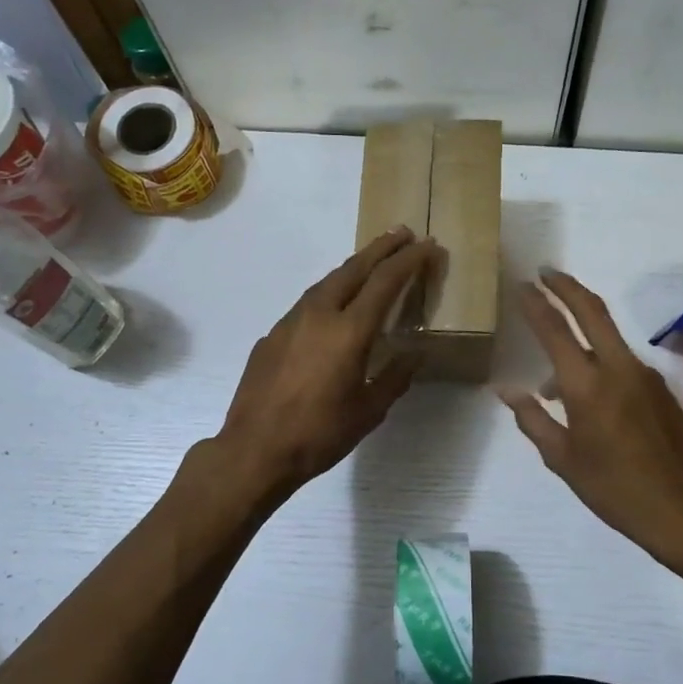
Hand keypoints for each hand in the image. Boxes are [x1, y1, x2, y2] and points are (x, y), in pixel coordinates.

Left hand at [209, 227, 434, 502]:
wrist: (255, 449)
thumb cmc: (319, 434)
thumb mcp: (369, 411)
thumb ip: (395, 377)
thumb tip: (415, 354)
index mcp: (349, 331)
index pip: (385, 282)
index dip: (409, 261)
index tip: (428, 245)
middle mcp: (319, 315)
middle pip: (354, 268)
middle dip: (381, 248)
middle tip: (403, 233)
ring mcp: (290, 322)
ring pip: (327, 282)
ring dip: (353, 267)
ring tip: (372, 262)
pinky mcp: (271, 335)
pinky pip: (307, 303)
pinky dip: (329, 292)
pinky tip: (334, 306)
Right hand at [499, 270, 682, 571]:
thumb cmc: (613, 488)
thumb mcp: (562, 459)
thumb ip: (532, 419)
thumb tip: (506, 390)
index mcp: (587, 385)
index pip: (555, 330)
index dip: (536, 304)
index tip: (522, 284)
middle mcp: (618, 368)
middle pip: (592, 310)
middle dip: (566, 286)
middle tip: (545, 273)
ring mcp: (645, 375)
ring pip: (608, 337)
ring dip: (581, 335)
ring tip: (552, 379)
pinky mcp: (661, 388)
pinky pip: (622, 362)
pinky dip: (599, 362)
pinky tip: (588, 397)